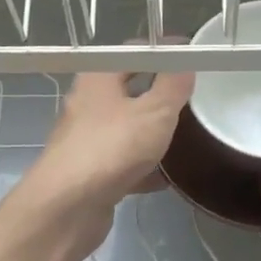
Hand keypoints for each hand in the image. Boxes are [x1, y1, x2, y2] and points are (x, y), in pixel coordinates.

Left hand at [20, 68, 195, 257]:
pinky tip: (167, 177)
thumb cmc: (112, 147)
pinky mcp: (90, 174)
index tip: (190, 60)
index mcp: (98, 79)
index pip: (132, 53)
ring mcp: (86, 141)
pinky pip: (124, 163)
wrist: (68, 207)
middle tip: (192, 99)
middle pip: (127, 92)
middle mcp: (87, 105)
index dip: (161, 54)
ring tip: (185, 136)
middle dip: (158, 95)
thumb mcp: (155, 111)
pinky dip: (144, 168)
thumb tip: (184, 59)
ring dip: (151, 133)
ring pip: (125, 129)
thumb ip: (173, 84)